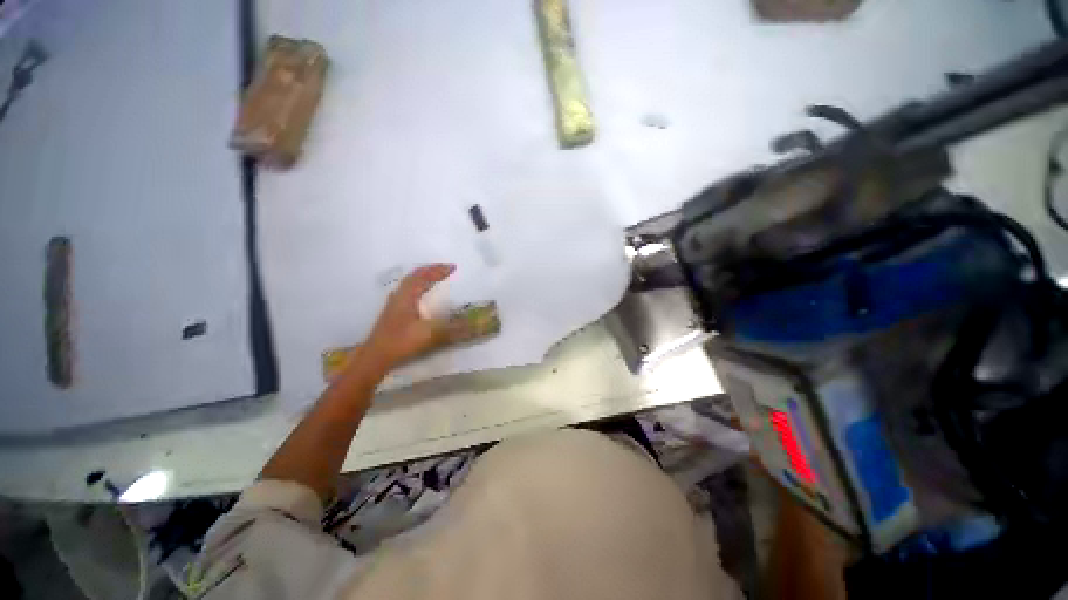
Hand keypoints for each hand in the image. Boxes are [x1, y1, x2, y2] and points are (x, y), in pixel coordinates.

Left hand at [364, 263, 455, 368]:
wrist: (376, 357)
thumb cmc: (400, 342)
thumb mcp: (429, 335)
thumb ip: (451, 329)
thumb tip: (474, 325)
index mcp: (407, 297)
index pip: (423, 276)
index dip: (438, 270)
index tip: (453, 267)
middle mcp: (400, 296)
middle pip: (414, 277)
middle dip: (431, 271)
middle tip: (445, 270)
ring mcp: (394, 304)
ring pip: (410, 284)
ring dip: (424, 278)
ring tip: (436, 278)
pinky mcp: (393, 313)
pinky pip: (408, 292)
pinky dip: (418, 287)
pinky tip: (421, 296)